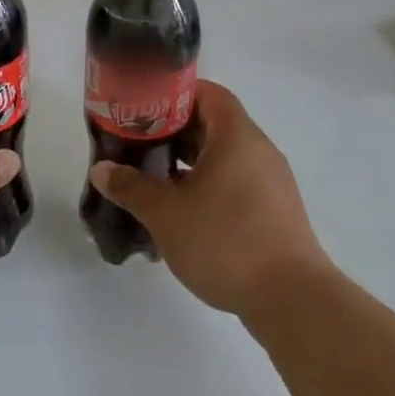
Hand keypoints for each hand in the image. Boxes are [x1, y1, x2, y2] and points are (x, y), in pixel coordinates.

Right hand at [87, 81, 328, 319]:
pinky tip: (182, 218)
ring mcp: (271, 184)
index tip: (143, 109)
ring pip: (223, 160)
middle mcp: (258, 151)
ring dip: (189, 167)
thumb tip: (102, 170)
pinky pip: (236, 187)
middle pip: (213, 126)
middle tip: (138, 146)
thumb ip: (131, 187)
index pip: (208, 93)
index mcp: (236, 136)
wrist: (292, 301)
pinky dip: (208, 191)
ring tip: (154, 184)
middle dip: (174, 134)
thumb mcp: (165, 212)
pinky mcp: (275, 214)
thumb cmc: (225, 241)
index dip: (174, 95)